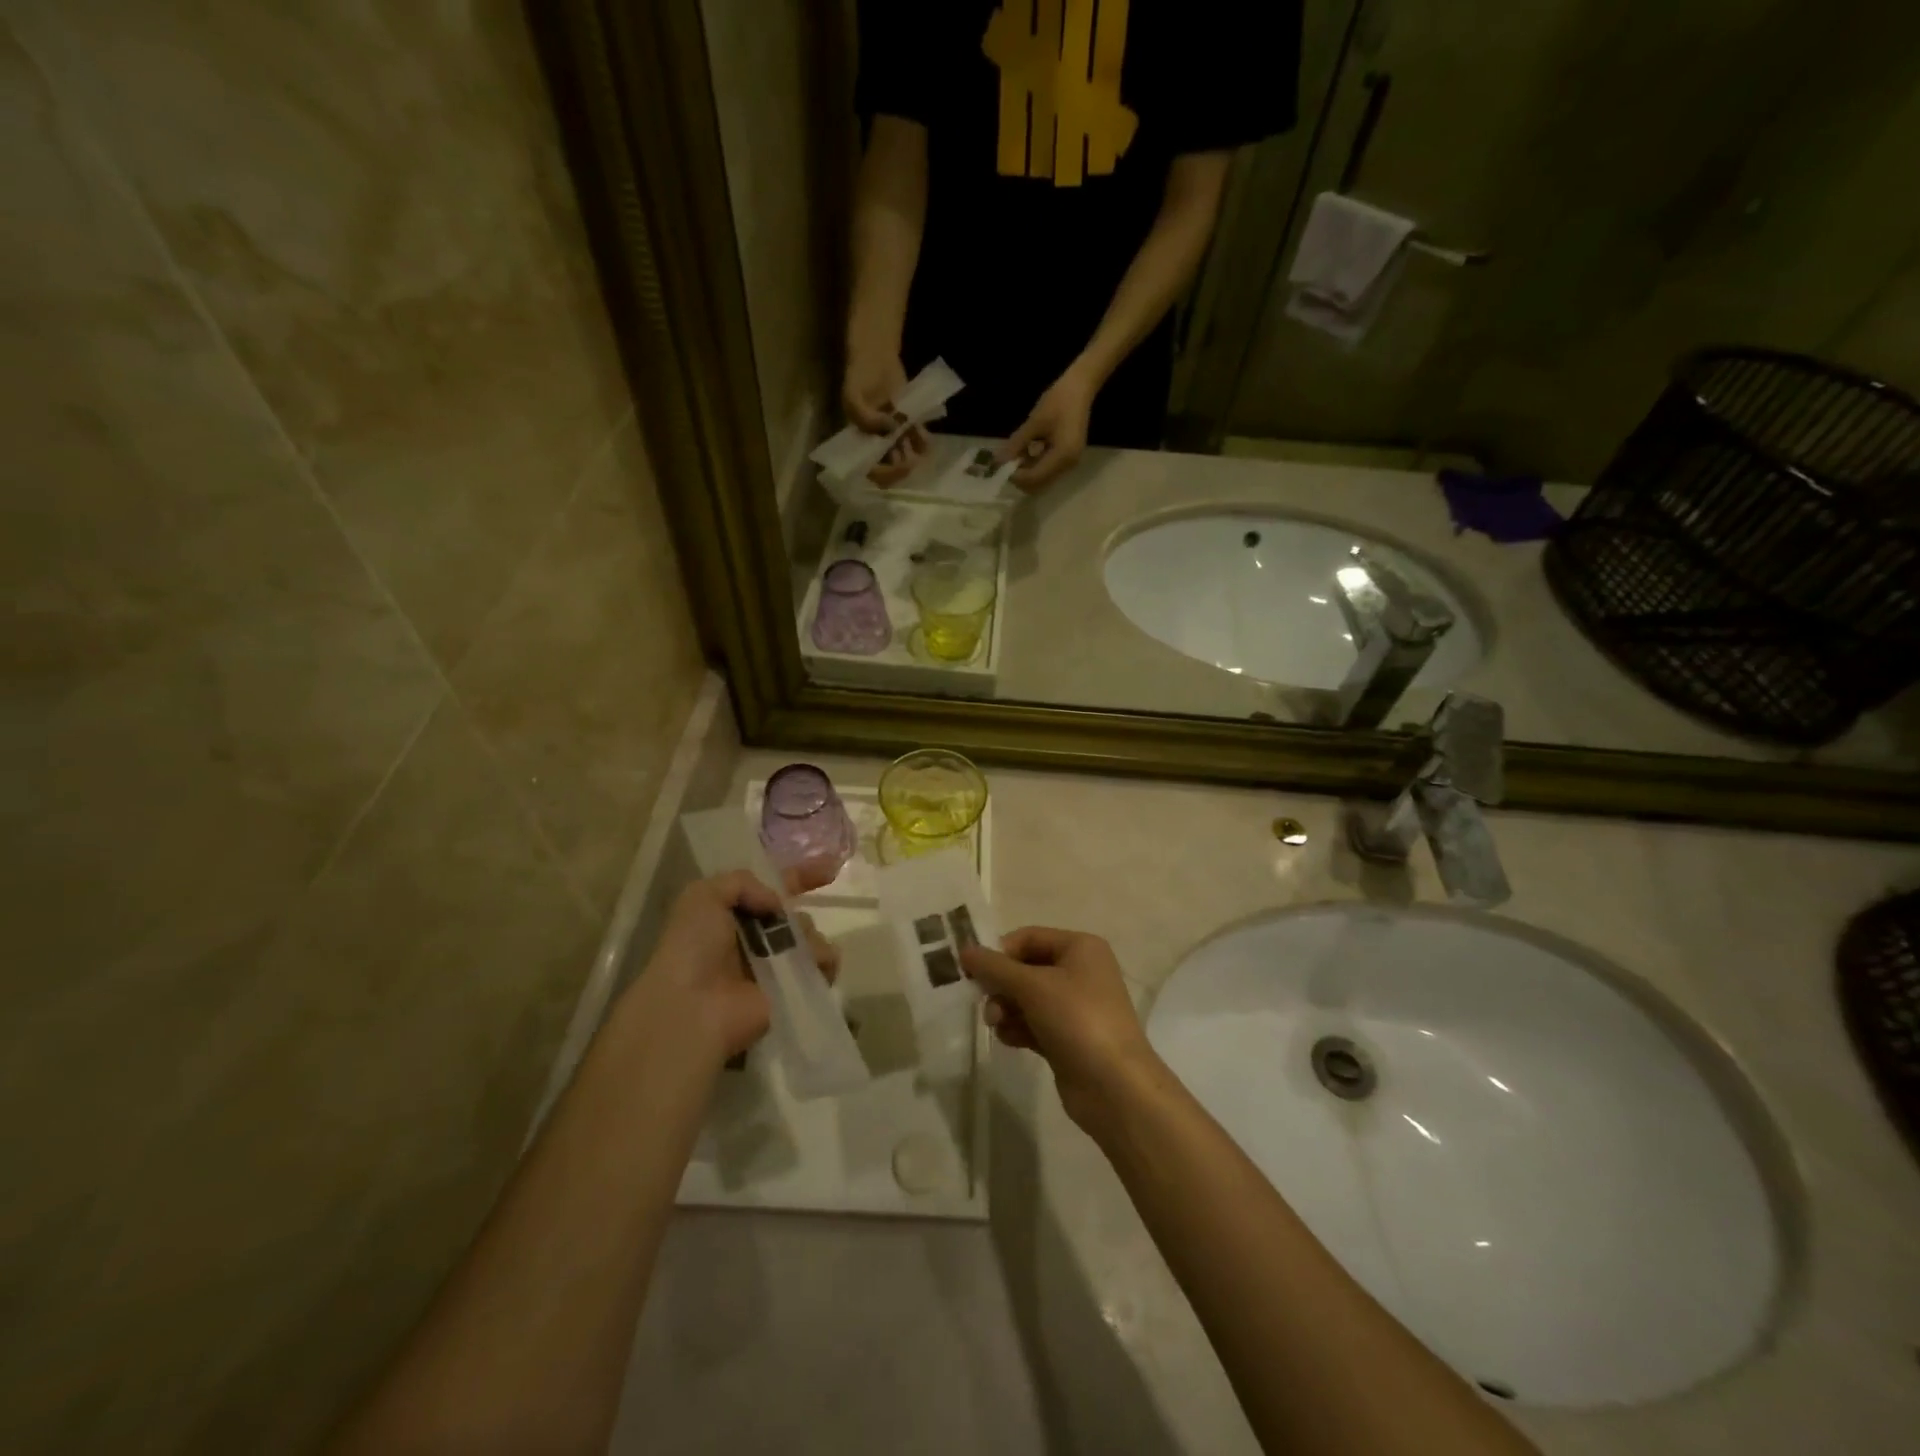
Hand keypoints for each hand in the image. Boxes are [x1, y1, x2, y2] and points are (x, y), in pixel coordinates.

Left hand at [638, 864, 841, 1063]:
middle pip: (794, 915)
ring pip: (811, 937)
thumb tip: (777, 904)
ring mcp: (775, 967)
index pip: (773, 890)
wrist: (693, 1008)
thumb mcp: (702, 896)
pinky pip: (823, 966)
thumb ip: (742, 881)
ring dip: (811, 938)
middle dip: (798, 915)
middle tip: (789, 928)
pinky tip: (817, 965)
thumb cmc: (693, 949)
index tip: (830, 868)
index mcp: (734, 916)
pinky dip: (826, 961)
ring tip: (799, 951)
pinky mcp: (792, 990)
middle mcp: (755, 940)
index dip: (800, 876)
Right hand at [843, 348, 928, 486]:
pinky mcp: (907, 424)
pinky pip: (917, 440)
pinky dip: (923, 442)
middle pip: (890, 467)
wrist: (876, 356)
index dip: (884, 474)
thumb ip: (866, 419)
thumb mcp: (853, 398)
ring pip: (905, 456)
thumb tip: (891, 431)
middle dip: (902, 467)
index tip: (896, 467)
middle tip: (911, 461)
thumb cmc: (860, 377)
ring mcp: (893, 434)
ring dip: (914, 456)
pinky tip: (925, 438)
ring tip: (918, 445)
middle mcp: (876, 442)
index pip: (870, 469)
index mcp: (860, 441)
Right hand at [960, 926, 1158, 1131]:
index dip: (1000, 952)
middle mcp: (1080, 972)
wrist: (1115, 1087)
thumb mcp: (1033, 986)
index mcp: (1080, 948)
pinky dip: (1018, 1028)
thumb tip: (965, 950)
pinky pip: (1034, 1023)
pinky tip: (1008, 1040)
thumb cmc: (1077, 1020)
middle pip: (1026, 968)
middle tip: (985, 1004)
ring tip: (996, 1025)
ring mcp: (1076, 1007)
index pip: (1029, 937)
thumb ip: (995, 967)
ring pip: (1028, 998)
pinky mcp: (1068, 1037)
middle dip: (1002, 985)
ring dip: (1006, 1008)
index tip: (973, 972)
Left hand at [997, 365, 1095, 493]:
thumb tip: (999, 461)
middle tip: (1007, 461)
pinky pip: (1047, 470)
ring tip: (1016, 454)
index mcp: (1062, 456)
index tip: (1001, 465)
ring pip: (1042, 480)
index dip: (1015, 475)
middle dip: (1020, 477)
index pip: (1034, 478)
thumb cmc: (1058, 401)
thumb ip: (1017, 444)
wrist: (1080, 387)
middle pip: (1038, 485)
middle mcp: (1068, 466)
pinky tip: (1027, 451)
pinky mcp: (1067, 459)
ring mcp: (1069, 463)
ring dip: (1026, 472)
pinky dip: (1034, 465)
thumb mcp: (1034, 422)